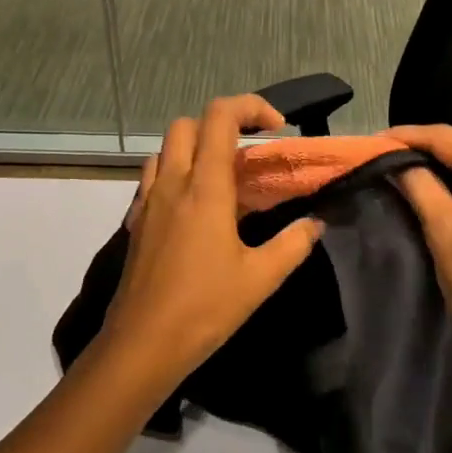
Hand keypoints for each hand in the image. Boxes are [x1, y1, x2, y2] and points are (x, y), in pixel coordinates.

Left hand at [98, 95, 323, 396]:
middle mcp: (172, 184)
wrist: (142, 345)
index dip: (251, 107)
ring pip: (165, 150)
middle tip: (250, 152)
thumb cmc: (205, 308)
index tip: (278, 128)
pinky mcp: (136, 223)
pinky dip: (176, 175)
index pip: (220, 117)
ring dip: (195, 148)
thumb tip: (315, 223)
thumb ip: (294, 244)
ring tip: (223, 179)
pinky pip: (153, 179)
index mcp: (205, 188)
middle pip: (187, 125)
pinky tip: (195, 210)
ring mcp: (148, 202)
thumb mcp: (261, 278)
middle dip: (221, 124)